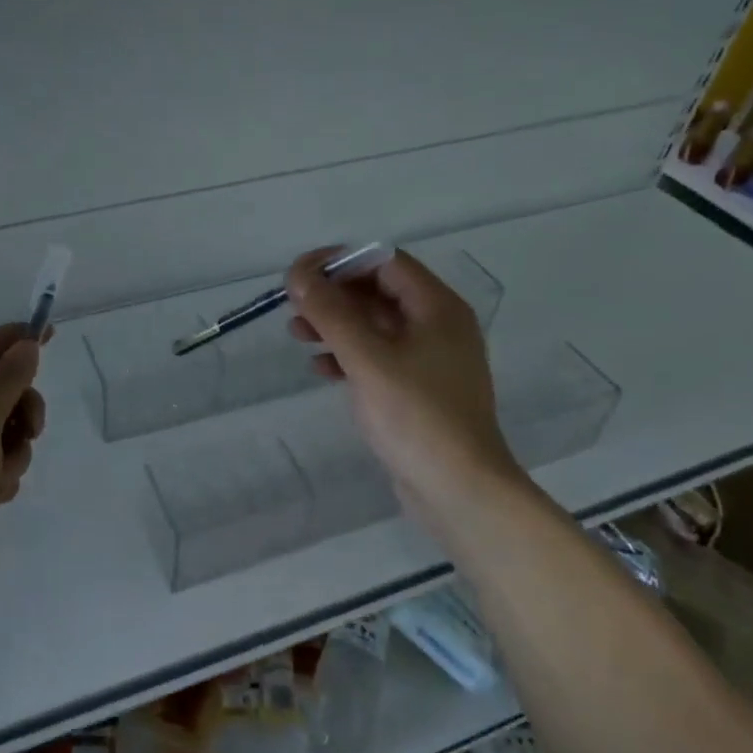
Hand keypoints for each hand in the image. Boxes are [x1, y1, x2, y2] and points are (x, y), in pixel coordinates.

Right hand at [287, 247, 526, 531]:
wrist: (460, 491)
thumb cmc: (416, 417)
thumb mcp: (367, 359)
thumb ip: (331, 313)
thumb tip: (299, 274)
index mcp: (437, 308)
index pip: (385, 263)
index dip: (340, 262)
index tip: (300, 275)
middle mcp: (438, 326)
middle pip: (378, 292)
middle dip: (334, 295)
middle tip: (293, 307)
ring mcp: (430, 360)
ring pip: (375, 325)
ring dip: (336, 324)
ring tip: (297, 335)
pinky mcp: (418, 389)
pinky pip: (378, 357)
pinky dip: (348, 355)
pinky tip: (320, 369)